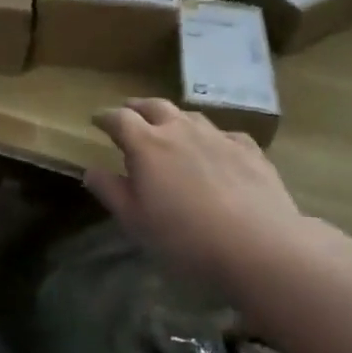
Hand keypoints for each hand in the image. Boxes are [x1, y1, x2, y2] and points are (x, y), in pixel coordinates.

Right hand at [85, 99, 313, 285]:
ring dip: (173, 118)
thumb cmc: (185, 237)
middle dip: (138, 108)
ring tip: (169, 129)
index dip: (105, 117)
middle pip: (154, 106)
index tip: (97, 120)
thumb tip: (91, 170)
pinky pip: (224, 134)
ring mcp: (218, 136)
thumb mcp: (135, 221)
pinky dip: (211, 137)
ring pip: (190, 116)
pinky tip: (215, 150)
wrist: (260, 246)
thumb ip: (111, 191)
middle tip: (129, 114)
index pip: (119, 118)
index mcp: (146, 145)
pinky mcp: (249, 150)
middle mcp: (180, 130)